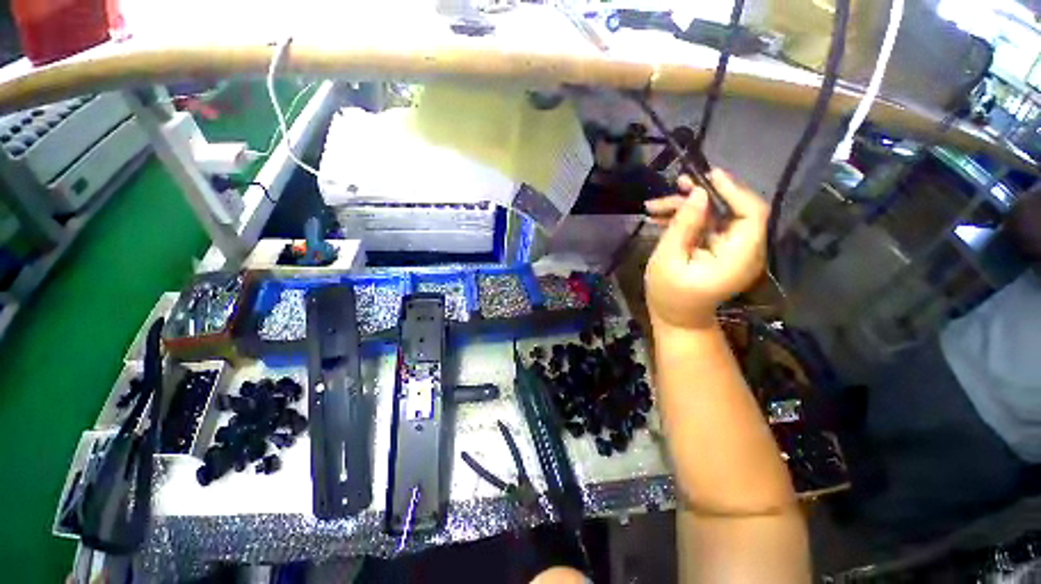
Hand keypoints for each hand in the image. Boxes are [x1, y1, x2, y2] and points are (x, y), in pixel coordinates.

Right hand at [644, 170, 767, 330]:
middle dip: (701, 197)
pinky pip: (707, 226)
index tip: (707, 176)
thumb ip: (683, 226)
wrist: (676, 317)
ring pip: (715, 216)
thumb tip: (698, 193)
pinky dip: (686, 219)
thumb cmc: (669, 294)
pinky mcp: (720, 250)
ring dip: (686, 207)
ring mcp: (732, 250)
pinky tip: (661, 217)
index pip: (751, 214)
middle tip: (675, 186)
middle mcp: (744, 250)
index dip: (733, 190)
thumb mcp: (668, 259)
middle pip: (731, 211)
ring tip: (654, 206)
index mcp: (739, 256)